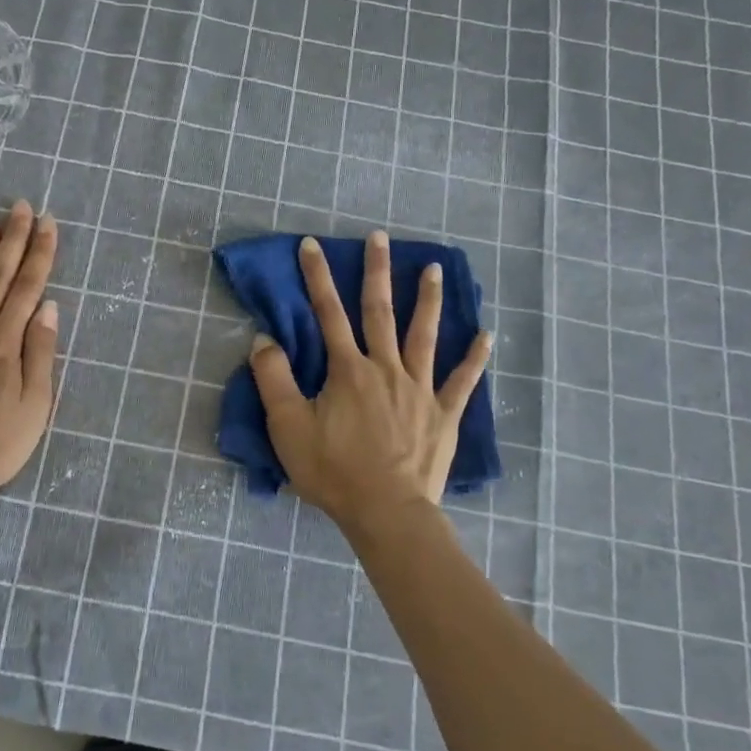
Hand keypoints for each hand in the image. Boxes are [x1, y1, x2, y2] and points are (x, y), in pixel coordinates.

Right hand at [250, 231, 489, 539]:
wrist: (387, 513)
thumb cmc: (333, 471)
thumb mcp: (288, 427)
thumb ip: (273, 379)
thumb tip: (264, 339)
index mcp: (347, 370)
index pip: (327, 313)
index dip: (317, 277)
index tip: (311, 244)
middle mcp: (385, 368)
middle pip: (379, 312)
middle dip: (376, 271)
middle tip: (379, 237)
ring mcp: (419, 390)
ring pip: (424, 335)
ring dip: (428, 299)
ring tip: (434, 268)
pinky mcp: (443, 415)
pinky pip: (463, 381)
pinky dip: (475, 358)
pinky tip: (486, 334)